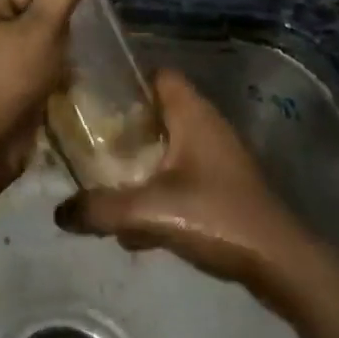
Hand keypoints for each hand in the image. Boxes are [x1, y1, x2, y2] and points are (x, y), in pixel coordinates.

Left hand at [0, 0, 93, 170]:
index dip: (55, 12)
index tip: (59, 38)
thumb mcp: (45, 25)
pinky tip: (53, 88)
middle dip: (55, 36)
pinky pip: (27, 65)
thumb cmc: (13, 75)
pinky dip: (44, 74)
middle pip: (34, 15)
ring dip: (54, 57)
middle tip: (60, 58)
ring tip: (59, 75)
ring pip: (34, 42)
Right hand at [54, 69, 312, 295]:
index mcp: (192, 114)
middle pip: (157, 111)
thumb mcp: (150, 211)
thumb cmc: (217, 217)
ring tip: (103, 180)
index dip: (126, 79)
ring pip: (168, 146)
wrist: (279, 262)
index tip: (92, 95)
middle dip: (124, 126)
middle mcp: (206, 126)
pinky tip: (135, 225)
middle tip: (87, 140)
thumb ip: (101, 209)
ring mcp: (217, 157)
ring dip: (139, 161)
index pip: (158, 75)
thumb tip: (59, 212)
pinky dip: (157, 189)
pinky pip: (179, 175)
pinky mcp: (222, 186)